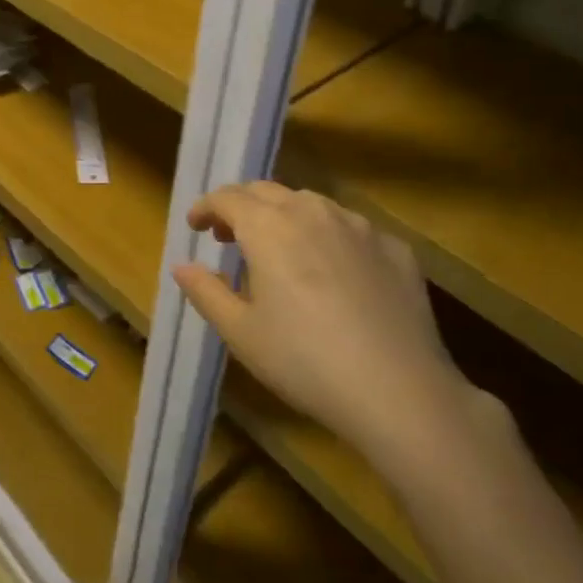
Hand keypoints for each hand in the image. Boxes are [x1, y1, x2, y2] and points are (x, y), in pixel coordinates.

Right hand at [172, 182, 480, 470]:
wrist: (400, 391)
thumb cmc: (305, 361)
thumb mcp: (241, 333)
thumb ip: (206, 292)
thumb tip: (182, 266)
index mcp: (268, 227)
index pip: (227, 197)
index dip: (206, 207)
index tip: (196, 226)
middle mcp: (312, 211)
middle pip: (266, 191)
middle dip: (242, 207)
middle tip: (229, 237)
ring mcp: (358, 225)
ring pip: (310, 204)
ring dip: (285, 217)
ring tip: (280, 252)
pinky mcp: (394, 247)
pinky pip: (350, 229)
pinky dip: (328, 238)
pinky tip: (333, 273)